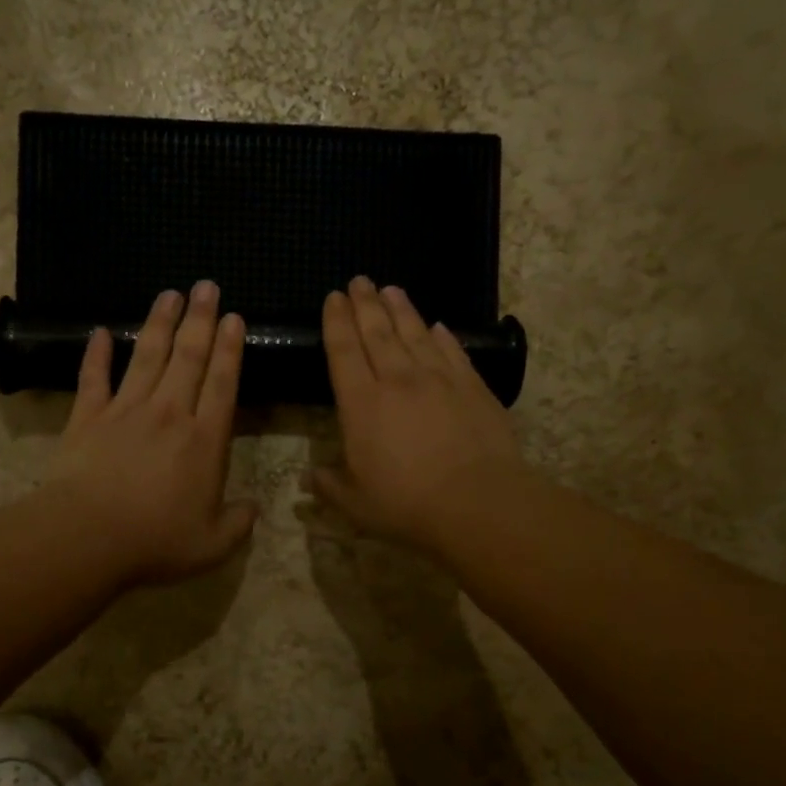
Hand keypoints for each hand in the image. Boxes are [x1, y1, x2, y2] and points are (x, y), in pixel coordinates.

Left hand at [45, 281, 256, 585]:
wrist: (87, 536)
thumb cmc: (155, 541)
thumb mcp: (213, 544)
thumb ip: (238, 523)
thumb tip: (254, 508)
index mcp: (204, 440)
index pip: (223, 383)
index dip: (230, 349)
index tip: (234, 318)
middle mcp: (169, 414)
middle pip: (189, 357)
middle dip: (200, 319)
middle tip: (206, 286)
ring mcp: (125, 411)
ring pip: (147, 356)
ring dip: (159, 323)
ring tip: (169, 294)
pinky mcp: (88, 417)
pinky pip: (94, 377)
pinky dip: (97, 353)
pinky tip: (100, 331)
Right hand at [309, 277, 528, 549]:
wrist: (477, 503)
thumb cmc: (407, 505)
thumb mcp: (355, 503)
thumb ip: (329, 486)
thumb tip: (307, 478)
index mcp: (362, 404)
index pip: (343, 352)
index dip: (336, 322)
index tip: (333, 298)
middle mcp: (398, 381)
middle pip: (378, 332)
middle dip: (365, 304)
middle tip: (359, 280)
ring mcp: (439, 380)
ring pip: (415, 334)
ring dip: (401, 310)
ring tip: (391, 289)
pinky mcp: (473, 387)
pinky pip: (453, 352)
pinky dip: (443, 336)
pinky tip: (438, 326)